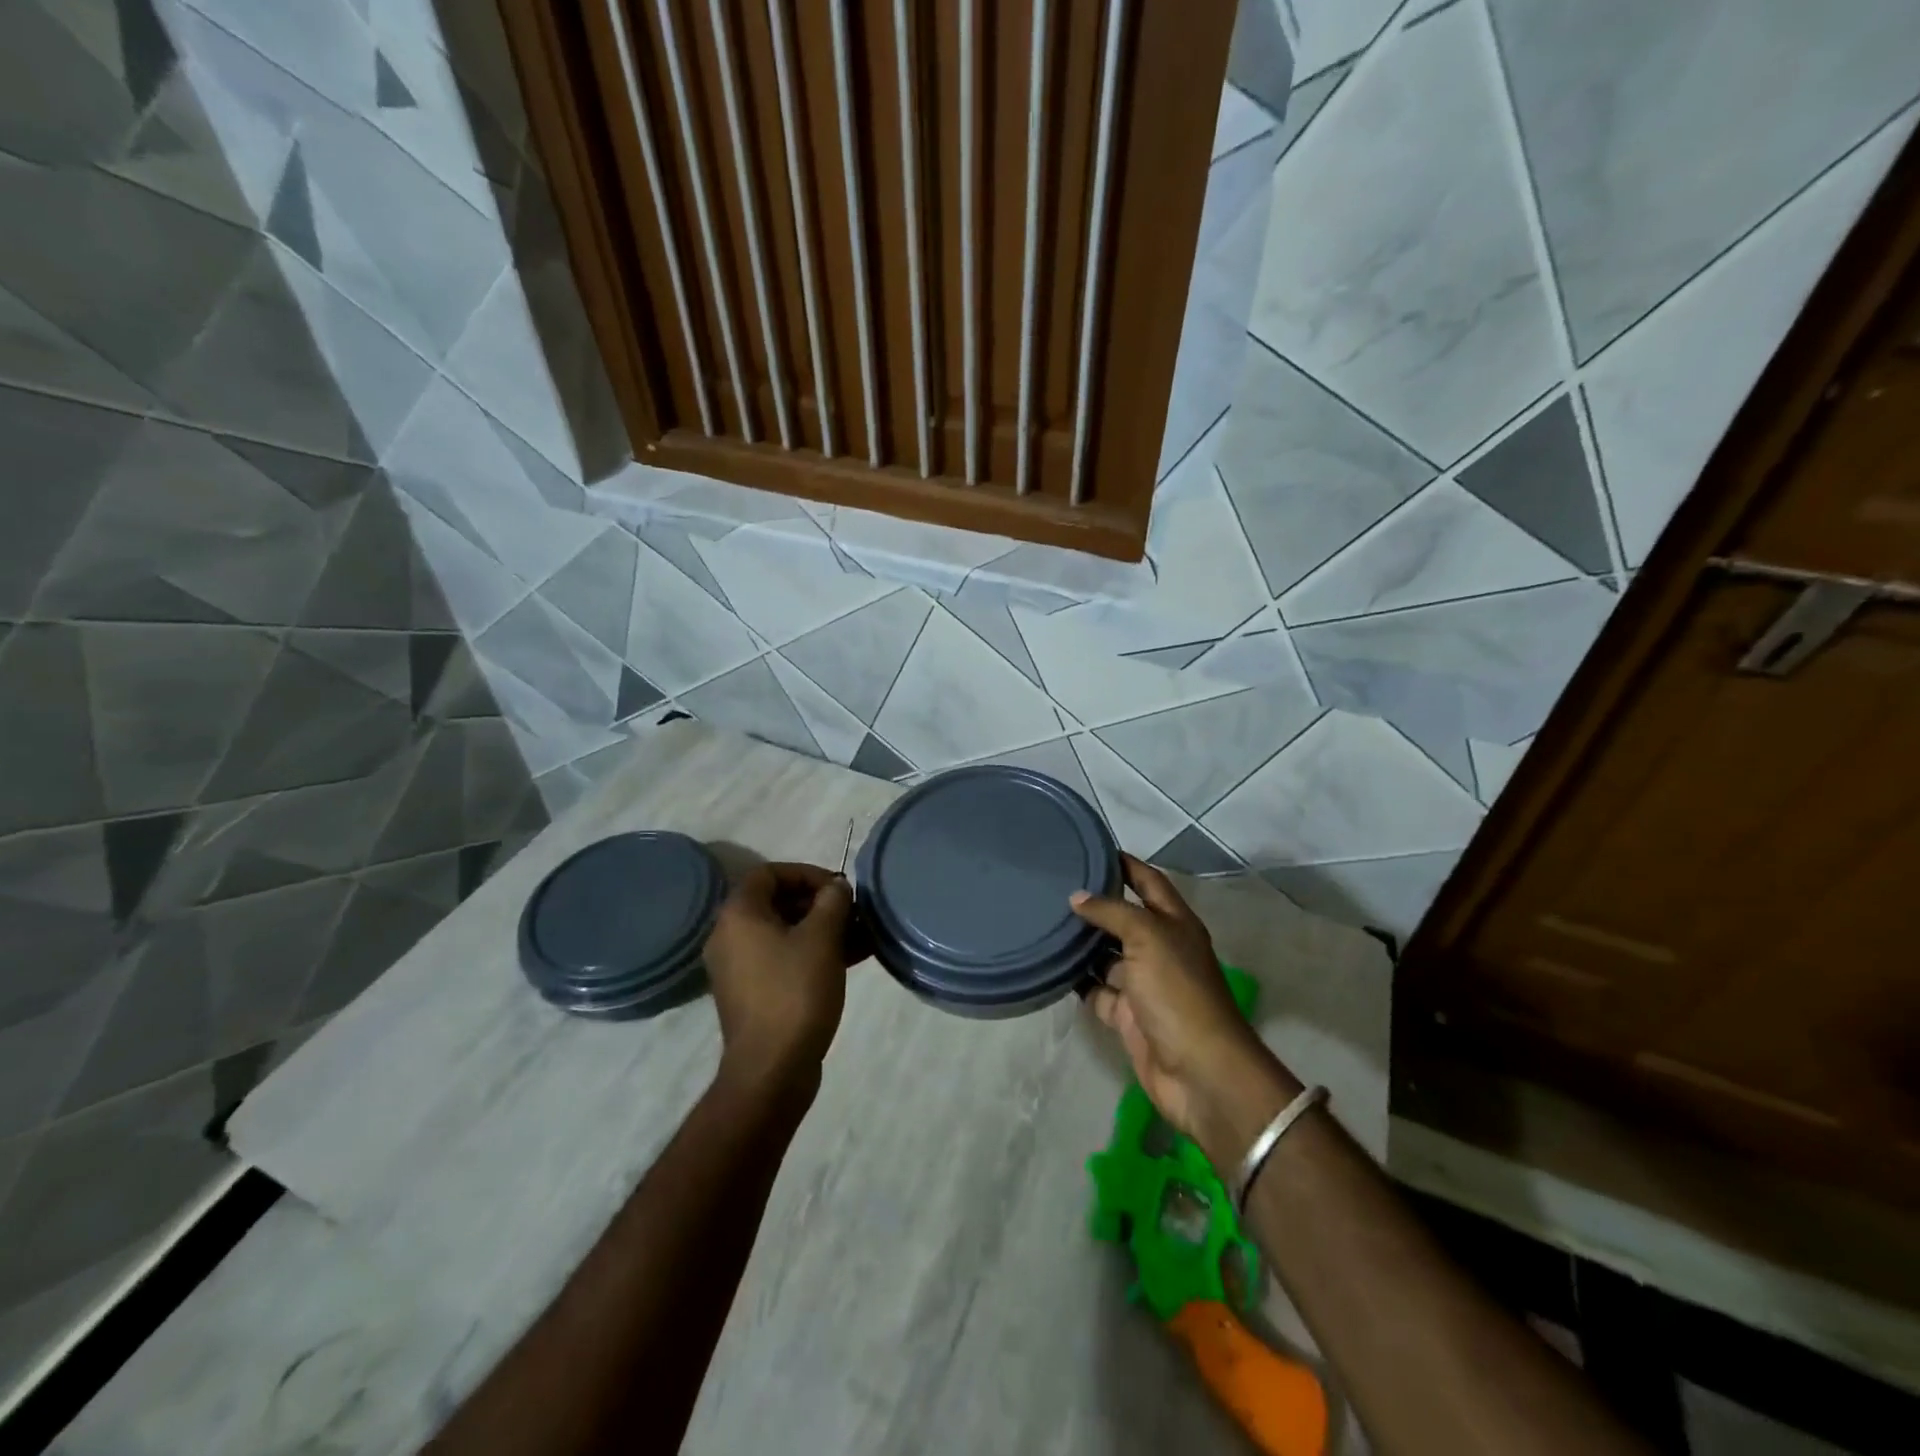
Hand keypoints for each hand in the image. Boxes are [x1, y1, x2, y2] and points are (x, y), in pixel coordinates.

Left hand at [704, 862, 853, 1082]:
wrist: (772, 1069)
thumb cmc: (795, 992)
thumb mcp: (822, 938)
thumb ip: (832, 901)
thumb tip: (836, 887)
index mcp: (739, 915)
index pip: (769, 873)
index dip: (807, 874)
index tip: (839, 889)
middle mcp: (730, 936)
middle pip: (776, 902)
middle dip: (819, 903)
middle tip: (852, 913)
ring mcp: (739, 968)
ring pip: (784, 933)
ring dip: (821, 929)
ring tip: (860, 936)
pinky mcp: (752, 994)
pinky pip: (782, 958)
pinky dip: (812, 953)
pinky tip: (850, 959)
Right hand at [1071, 856, 1296, 1160]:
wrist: (1198, 1071)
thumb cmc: (1178, 992)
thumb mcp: (1148, 938)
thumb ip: (1112, 912)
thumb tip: (1076, 897)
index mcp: (1175, 924)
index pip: (1148, 881)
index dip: (1125, 864)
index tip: (1092, 849)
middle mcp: (1160, 949)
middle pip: (1124, 918)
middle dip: (1095, 903)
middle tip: (1053, 886)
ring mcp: (1143, 984)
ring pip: (1106, 955)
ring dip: (1081, 943)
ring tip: (1043, 920)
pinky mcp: (1127, 1015)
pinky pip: (1096, 990)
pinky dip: (1077, 980)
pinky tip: (1050, 965)